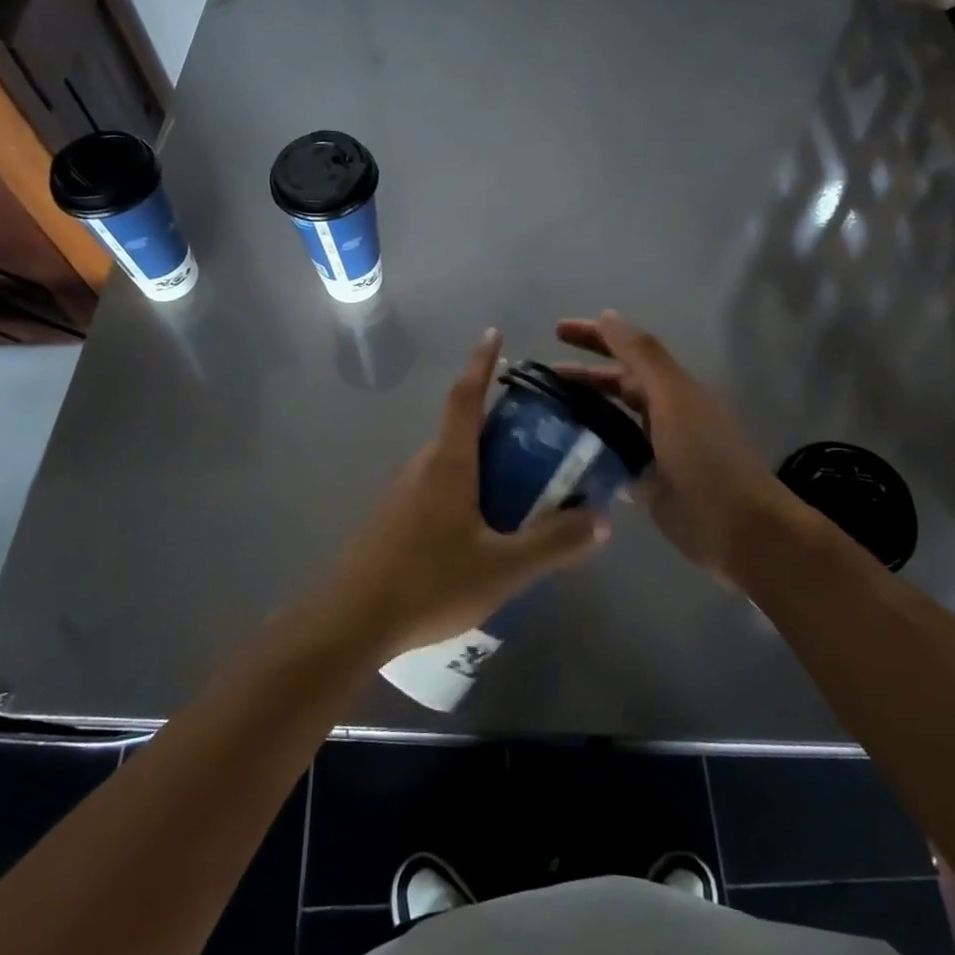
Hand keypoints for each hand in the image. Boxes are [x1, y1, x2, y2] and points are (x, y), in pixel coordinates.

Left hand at [326, 329, 609, 658]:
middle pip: (463, 429)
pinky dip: (466, 488)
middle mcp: (422, 465)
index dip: (481, 362)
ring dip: (483, 461)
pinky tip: (483, 528)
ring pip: (450, 461)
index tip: (494, 333)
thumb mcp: (503, 568)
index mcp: (448, 462)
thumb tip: (602, 520)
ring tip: (522, 486)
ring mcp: (402, 492)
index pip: (466, 396)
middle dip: (498, 423)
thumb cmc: (429, 583)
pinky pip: (437, 487)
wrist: (352, 621)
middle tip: (540, 437)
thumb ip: (554, 544)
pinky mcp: (393, 518)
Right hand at [556, 311, 806, 588]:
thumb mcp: (673, 398)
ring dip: (583, 413)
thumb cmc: (706, 459)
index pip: (627, 352)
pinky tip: (562, 454)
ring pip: (613, 422)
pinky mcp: (650, 485)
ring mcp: (657, 451)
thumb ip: (642, 356)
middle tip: (541, 379)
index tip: (556, 330)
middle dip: (582, 376)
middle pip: (618, 386)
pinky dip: (591, 451)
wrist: (741, 532)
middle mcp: (665, 414)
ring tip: (544, 414)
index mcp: (673, 389)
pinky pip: (613, 459)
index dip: (594, 337)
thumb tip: (608, 316)